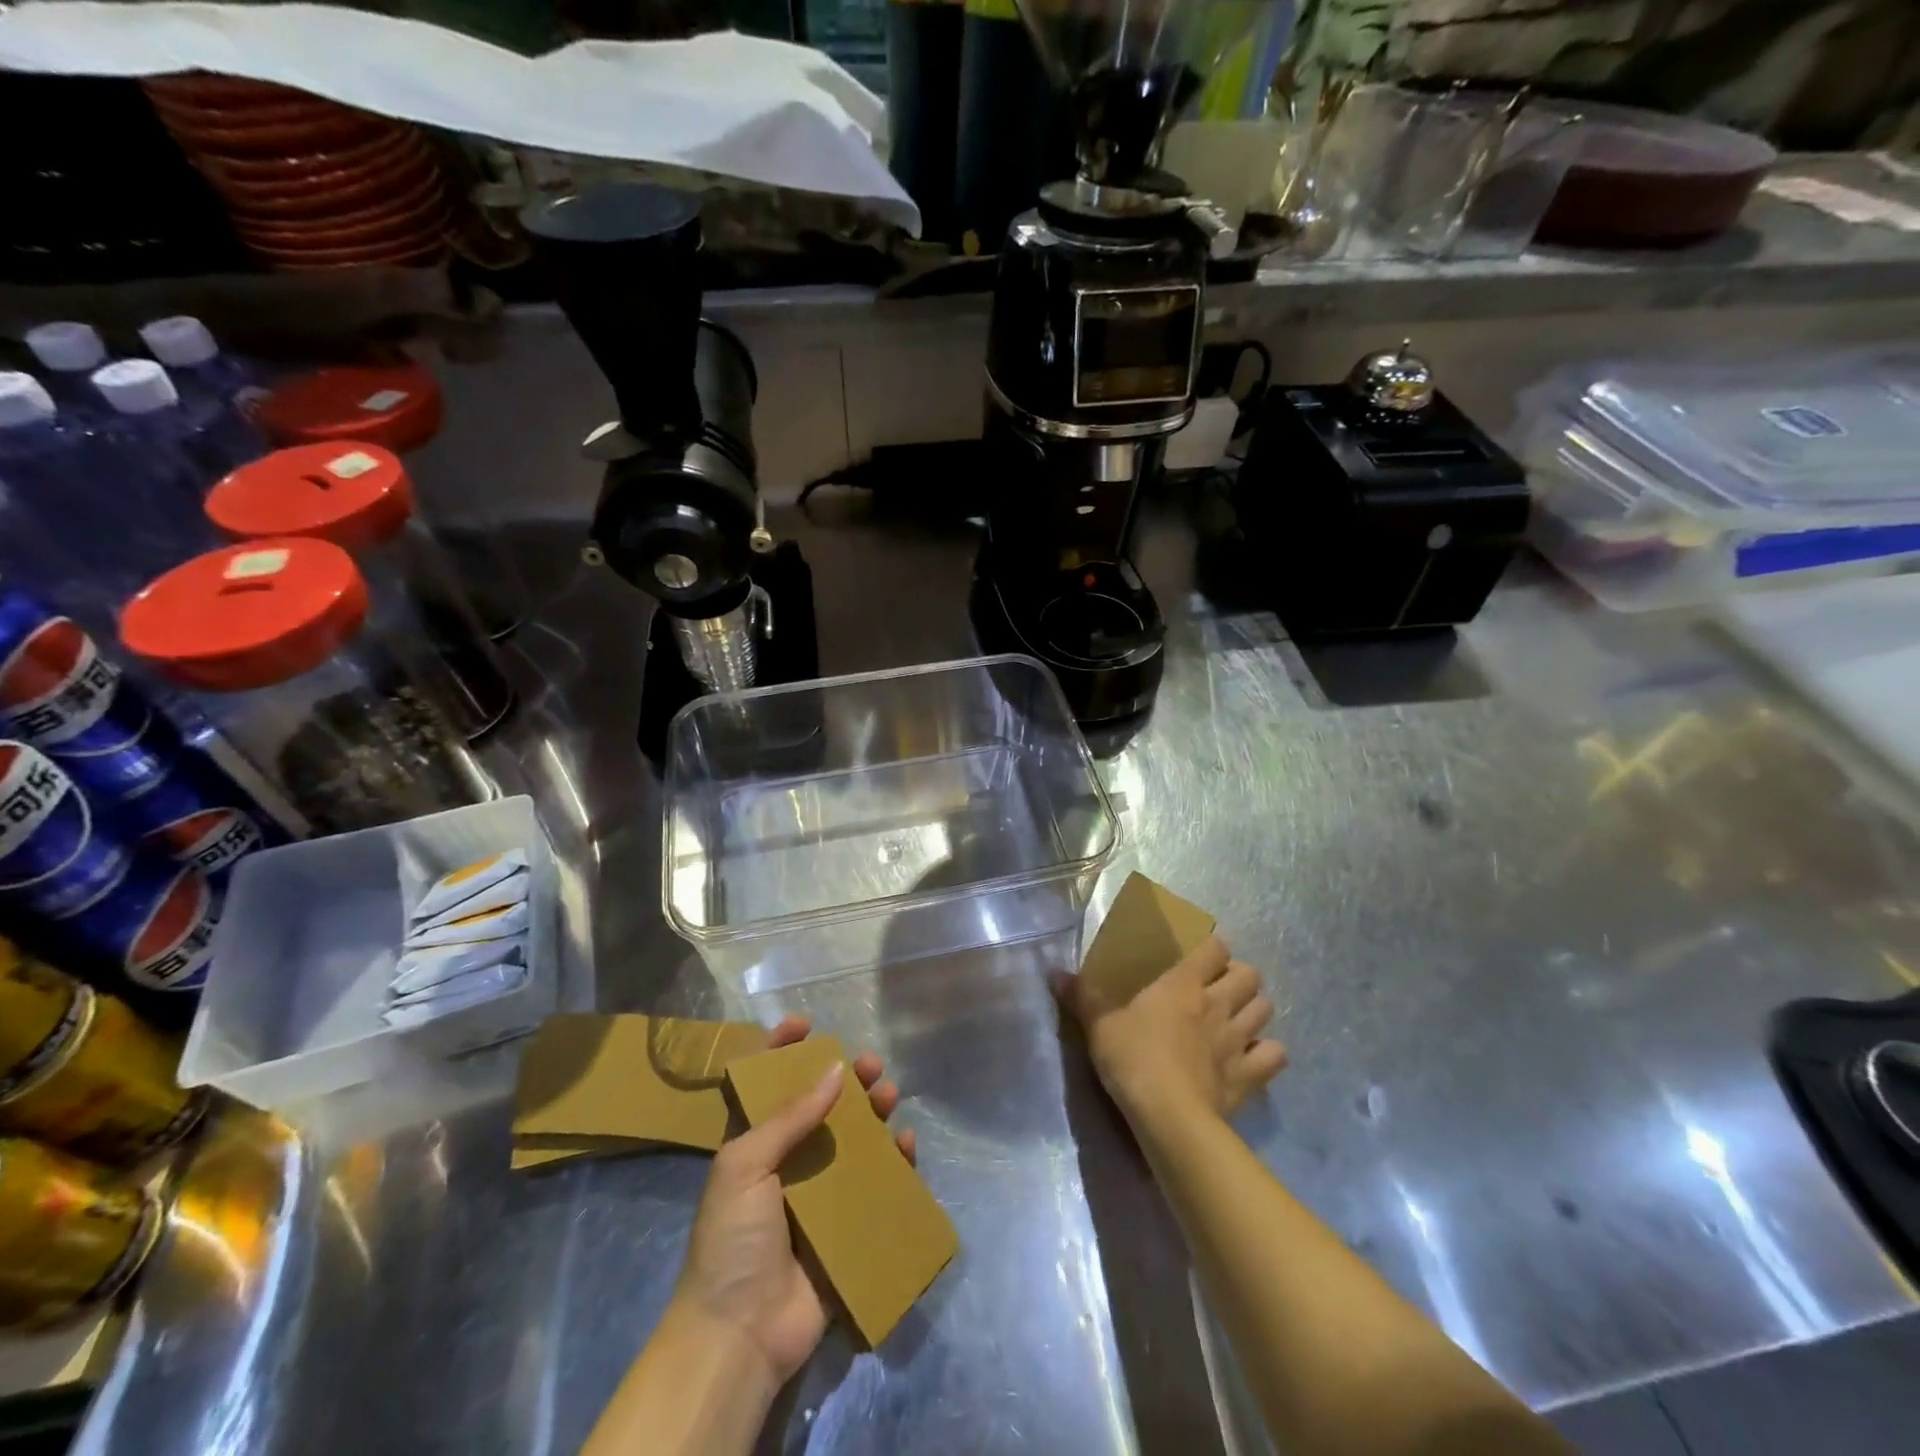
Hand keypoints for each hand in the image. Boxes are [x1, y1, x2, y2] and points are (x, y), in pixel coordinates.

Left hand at [671, 1015, 915, 1388]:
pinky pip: (876, 1185)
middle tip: (869, 1065)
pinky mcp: (846, 1226)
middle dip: (845, 1080)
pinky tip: (905, 1144)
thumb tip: (835, 1070)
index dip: (781, 1051)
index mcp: (753, 1145)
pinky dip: (894, 1161)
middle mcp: (787, 1163)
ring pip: (853, 1139)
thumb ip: (789, 1116)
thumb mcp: (745, 1165)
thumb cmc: (731, 1239)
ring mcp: (819, 1194)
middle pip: (821, 1107)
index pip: (765, 1086)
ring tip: (889, 1095)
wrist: (740, 1334)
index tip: (807, 1024)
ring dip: (873, 1113)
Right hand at [1056, 935, 1285, 1127]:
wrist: (1168, 1116)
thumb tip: (1053, 972)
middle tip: (1221, 989)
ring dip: (1255, 1010)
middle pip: (1249, 975)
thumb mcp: (1098, 1024)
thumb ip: (1081, 996)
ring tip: (1238, 1019)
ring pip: (1266, 1010)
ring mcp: (1238, 1040)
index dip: (1213, 949)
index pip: (1214, 948)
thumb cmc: (1132, 1059)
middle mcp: (1217, 1004)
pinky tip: (1253, 1058)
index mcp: (1183, 984)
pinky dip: (1268, 1054)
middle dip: (1240, 977)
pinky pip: (1274, 1055)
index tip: (1202, 957)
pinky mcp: (1250, 1076)